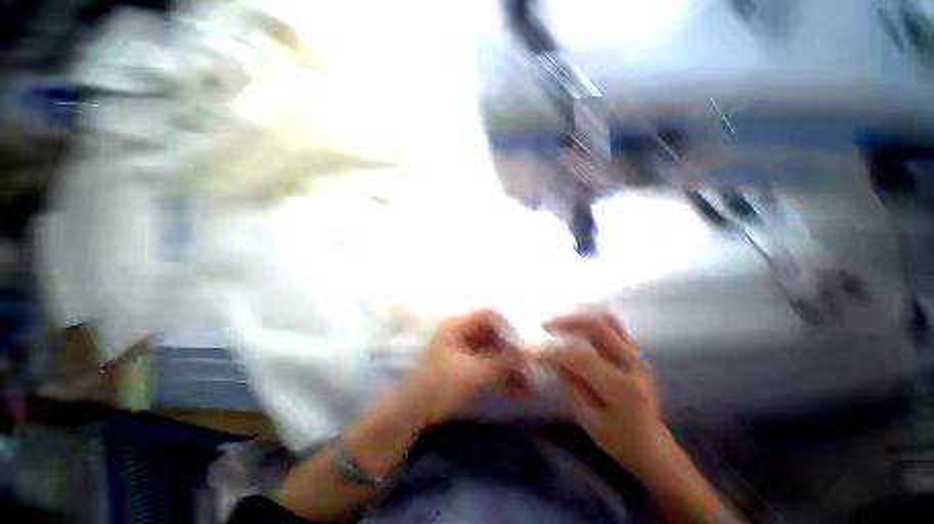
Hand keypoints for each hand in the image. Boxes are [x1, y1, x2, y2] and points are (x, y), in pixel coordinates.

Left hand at [396, 309, 520, 426]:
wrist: (413, 413)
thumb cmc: (440, 386)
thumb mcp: (474, 373)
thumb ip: (503, 361)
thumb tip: (529, 352)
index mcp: (459, 325)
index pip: (490, 314)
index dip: (509, 325)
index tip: (527, 343)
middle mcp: (463, 332)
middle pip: (495, 334)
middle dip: (514, 352)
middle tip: (533, 368)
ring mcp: (465, 349)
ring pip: (495, 351)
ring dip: (512, 367)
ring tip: (530, 387)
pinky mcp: (468, 366)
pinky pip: (490, 365)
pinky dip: (503, 376)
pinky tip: (519, 392)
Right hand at [536, 312, 671, 479]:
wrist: (652, 444)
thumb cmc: (620, 440)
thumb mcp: (589, 421)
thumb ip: (570, 386)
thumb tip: (552, 359)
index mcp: (624, 388)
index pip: (582, 359)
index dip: (554, 352)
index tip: (532, 349)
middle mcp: (633, 364)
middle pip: (597, 328)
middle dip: (566, 322)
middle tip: (545, 326)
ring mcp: (637, 355)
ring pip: (607, 320)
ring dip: (579, 318)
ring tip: (559, 322)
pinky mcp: (636, 352)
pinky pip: (614, 326)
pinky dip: (593, 321)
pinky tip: (577, 328)